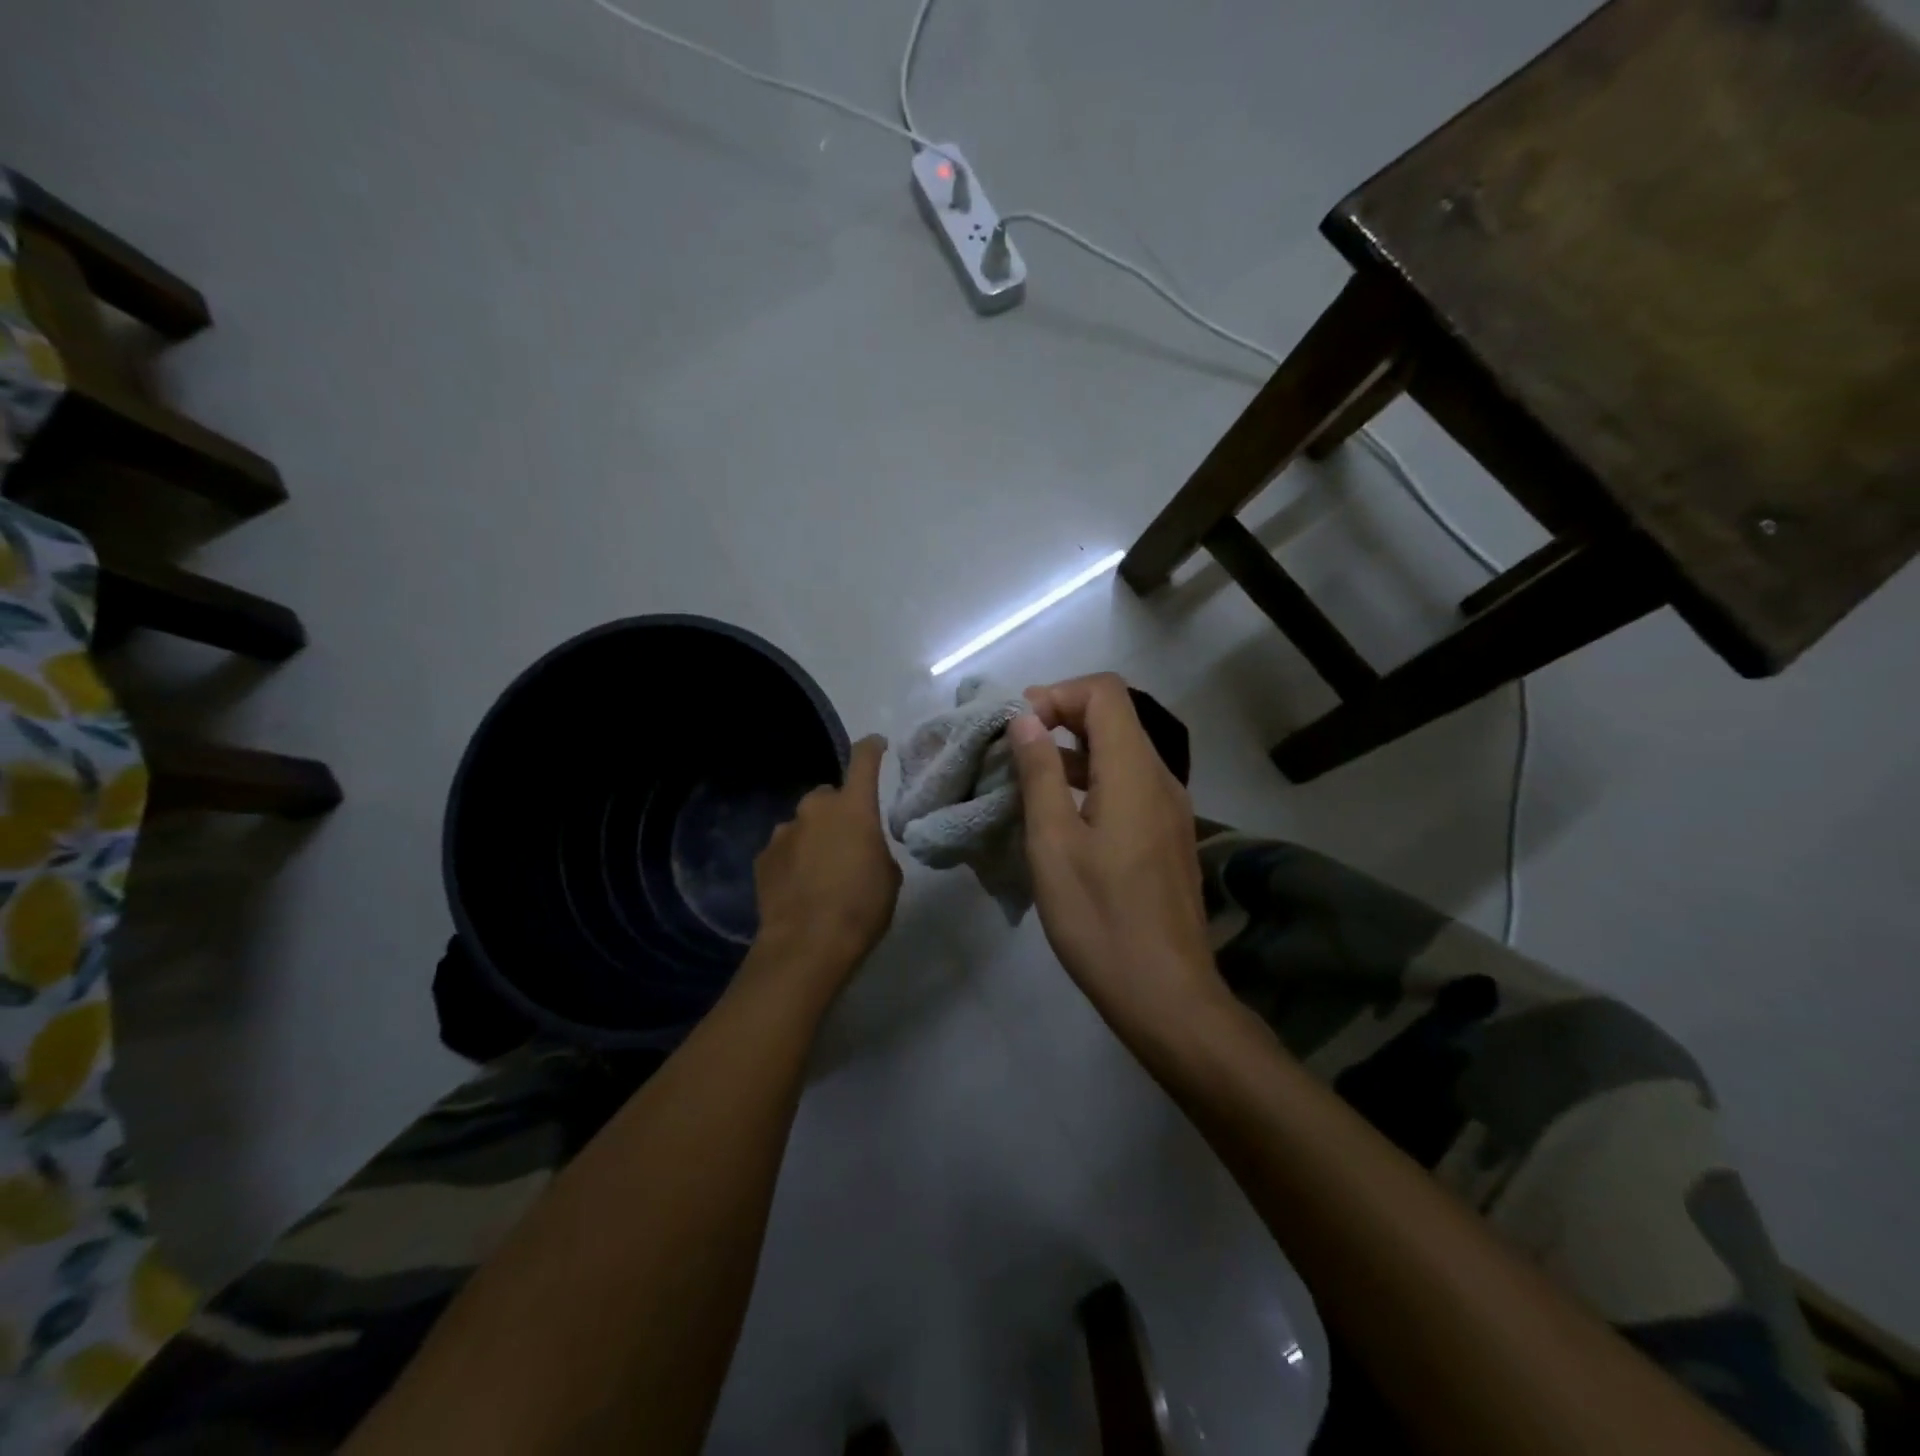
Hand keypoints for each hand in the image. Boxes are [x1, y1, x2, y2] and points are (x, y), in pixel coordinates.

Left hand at [751, 735, 901, 984]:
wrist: (807, 945)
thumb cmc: (861, 907)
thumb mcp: (889, 877)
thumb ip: (876, 850)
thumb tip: (863, 848)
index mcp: (853, 807)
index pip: (863, 760)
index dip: (872, 748)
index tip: (877, 744)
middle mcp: (815, 809)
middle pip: (828, 796)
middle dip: (838, 811)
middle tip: (848, 840)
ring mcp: (783, 832)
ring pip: (803, 824)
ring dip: (813, 837)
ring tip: (821, 871)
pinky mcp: (763, 858)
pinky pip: (784, 849)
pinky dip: (793, 859)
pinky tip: (799, 887)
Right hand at [1009, 675, 1221, 1033]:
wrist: (1166, 994)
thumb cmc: (1100, 919)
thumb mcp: (1054, 844)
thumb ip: (1040, 773)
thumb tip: (1024, 719)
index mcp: (1135, 772)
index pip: (1104, 692)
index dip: (1057, 694)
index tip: (1018, 727)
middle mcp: (1161, 778)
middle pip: (1116, 716)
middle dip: (1062, 716)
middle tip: (1015, 747)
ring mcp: (1170, 808)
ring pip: (1122, 750)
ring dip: (1075, 749)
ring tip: (1029, 776)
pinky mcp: (1167, 835)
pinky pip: (1130, 783)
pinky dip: (1094, 778)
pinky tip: (1062, 812)